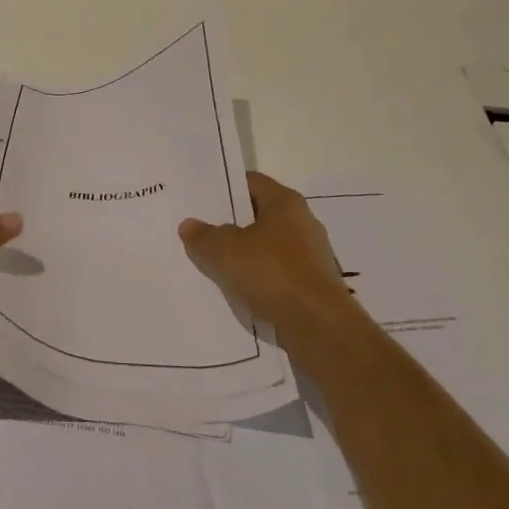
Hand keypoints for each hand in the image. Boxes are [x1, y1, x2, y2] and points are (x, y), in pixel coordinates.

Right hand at [179, 171, 350, 344]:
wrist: (319, 326)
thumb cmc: (272, 273)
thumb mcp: (225, 252)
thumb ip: (203, 236)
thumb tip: (189, 225)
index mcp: (285, 202)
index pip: (250, 182)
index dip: (224, 188)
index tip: (200, 200)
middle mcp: (302, 222)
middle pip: (258, 214)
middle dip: (230, 224)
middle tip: (200, 232)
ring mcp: (310, 254)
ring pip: (266, 246)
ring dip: (243, 254)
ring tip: (212, 263)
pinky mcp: (312, 283)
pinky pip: (276, 273)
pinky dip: (258, 277)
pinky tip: (237, 289)